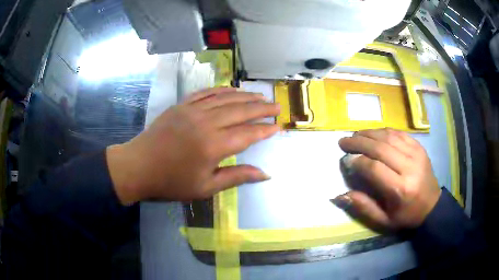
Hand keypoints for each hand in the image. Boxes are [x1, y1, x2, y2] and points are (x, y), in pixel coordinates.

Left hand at [106, 87, 280, 204]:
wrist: (138, 167)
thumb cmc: (171, 182)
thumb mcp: (205, 188)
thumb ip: (236, 177)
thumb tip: (265, 174)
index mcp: (213, 146)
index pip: (248, 134)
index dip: (265, 129)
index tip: (278, 126)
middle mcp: (206, 123)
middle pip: (240, 111)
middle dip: (261, 108)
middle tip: (277, 106)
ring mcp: (192, 110)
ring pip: (225, 98)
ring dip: (245, 96)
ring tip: (260, 97)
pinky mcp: (181, 105)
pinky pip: (206, 93)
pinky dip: (221, 90)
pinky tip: (231, 90)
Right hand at [332, 128, 441, 231]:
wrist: (432, 206)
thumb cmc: (406, 216)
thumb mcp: (383, 221)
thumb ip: (363, 207)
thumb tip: (339, 196)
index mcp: (400, 189)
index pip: (374, 168)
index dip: (357, 161)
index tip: (345, 160)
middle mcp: (409, 167)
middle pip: (380, 148)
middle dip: (359, 142)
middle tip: (344, 141)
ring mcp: (416, 154)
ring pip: (389, 137)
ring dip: (369, 133)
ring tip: (355, 134)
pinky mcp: (419, 147)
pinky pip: (399, 133)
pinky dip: (384, 131)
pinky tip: (374, 133)